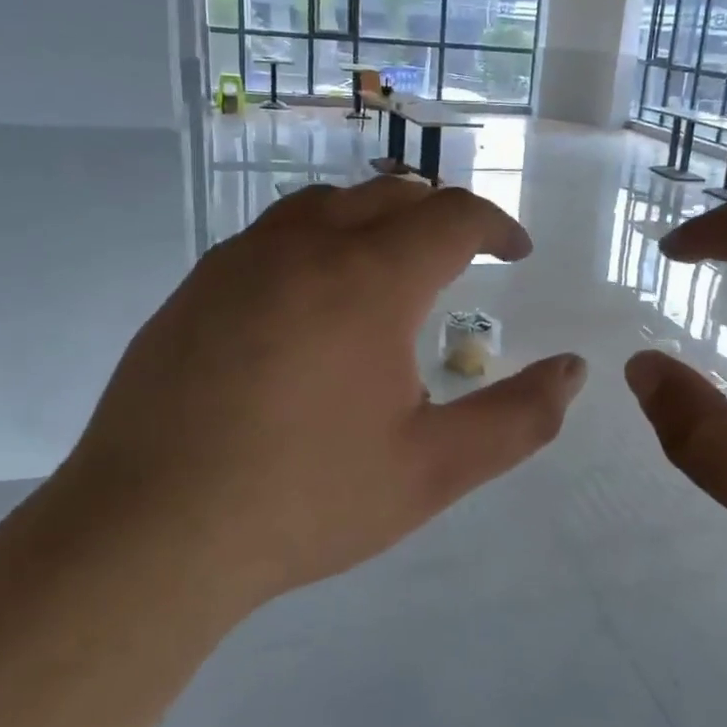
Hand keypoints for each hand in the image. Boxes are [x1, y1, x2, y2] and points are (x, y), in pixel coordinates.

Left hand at [61, 177, 586, 618]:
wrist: (151, 532)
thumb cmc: (306, 499)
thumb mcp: (433, 469)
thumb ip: (518, 419)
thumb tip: (575, 372)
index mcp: (370, 279)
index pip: (453, 217)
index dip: (497, 226)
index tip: (516, 253)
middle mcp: (304, 247)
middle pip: (389, 194)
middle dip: (439, 215)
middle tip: (463, 254)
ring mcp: (239, 262)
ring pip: (323, 204)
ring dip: (372, 218)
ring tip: (390, 263)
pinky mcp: (194, 289)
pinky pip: (270, 237)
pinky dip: (315, 242)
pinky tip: (311, 300)